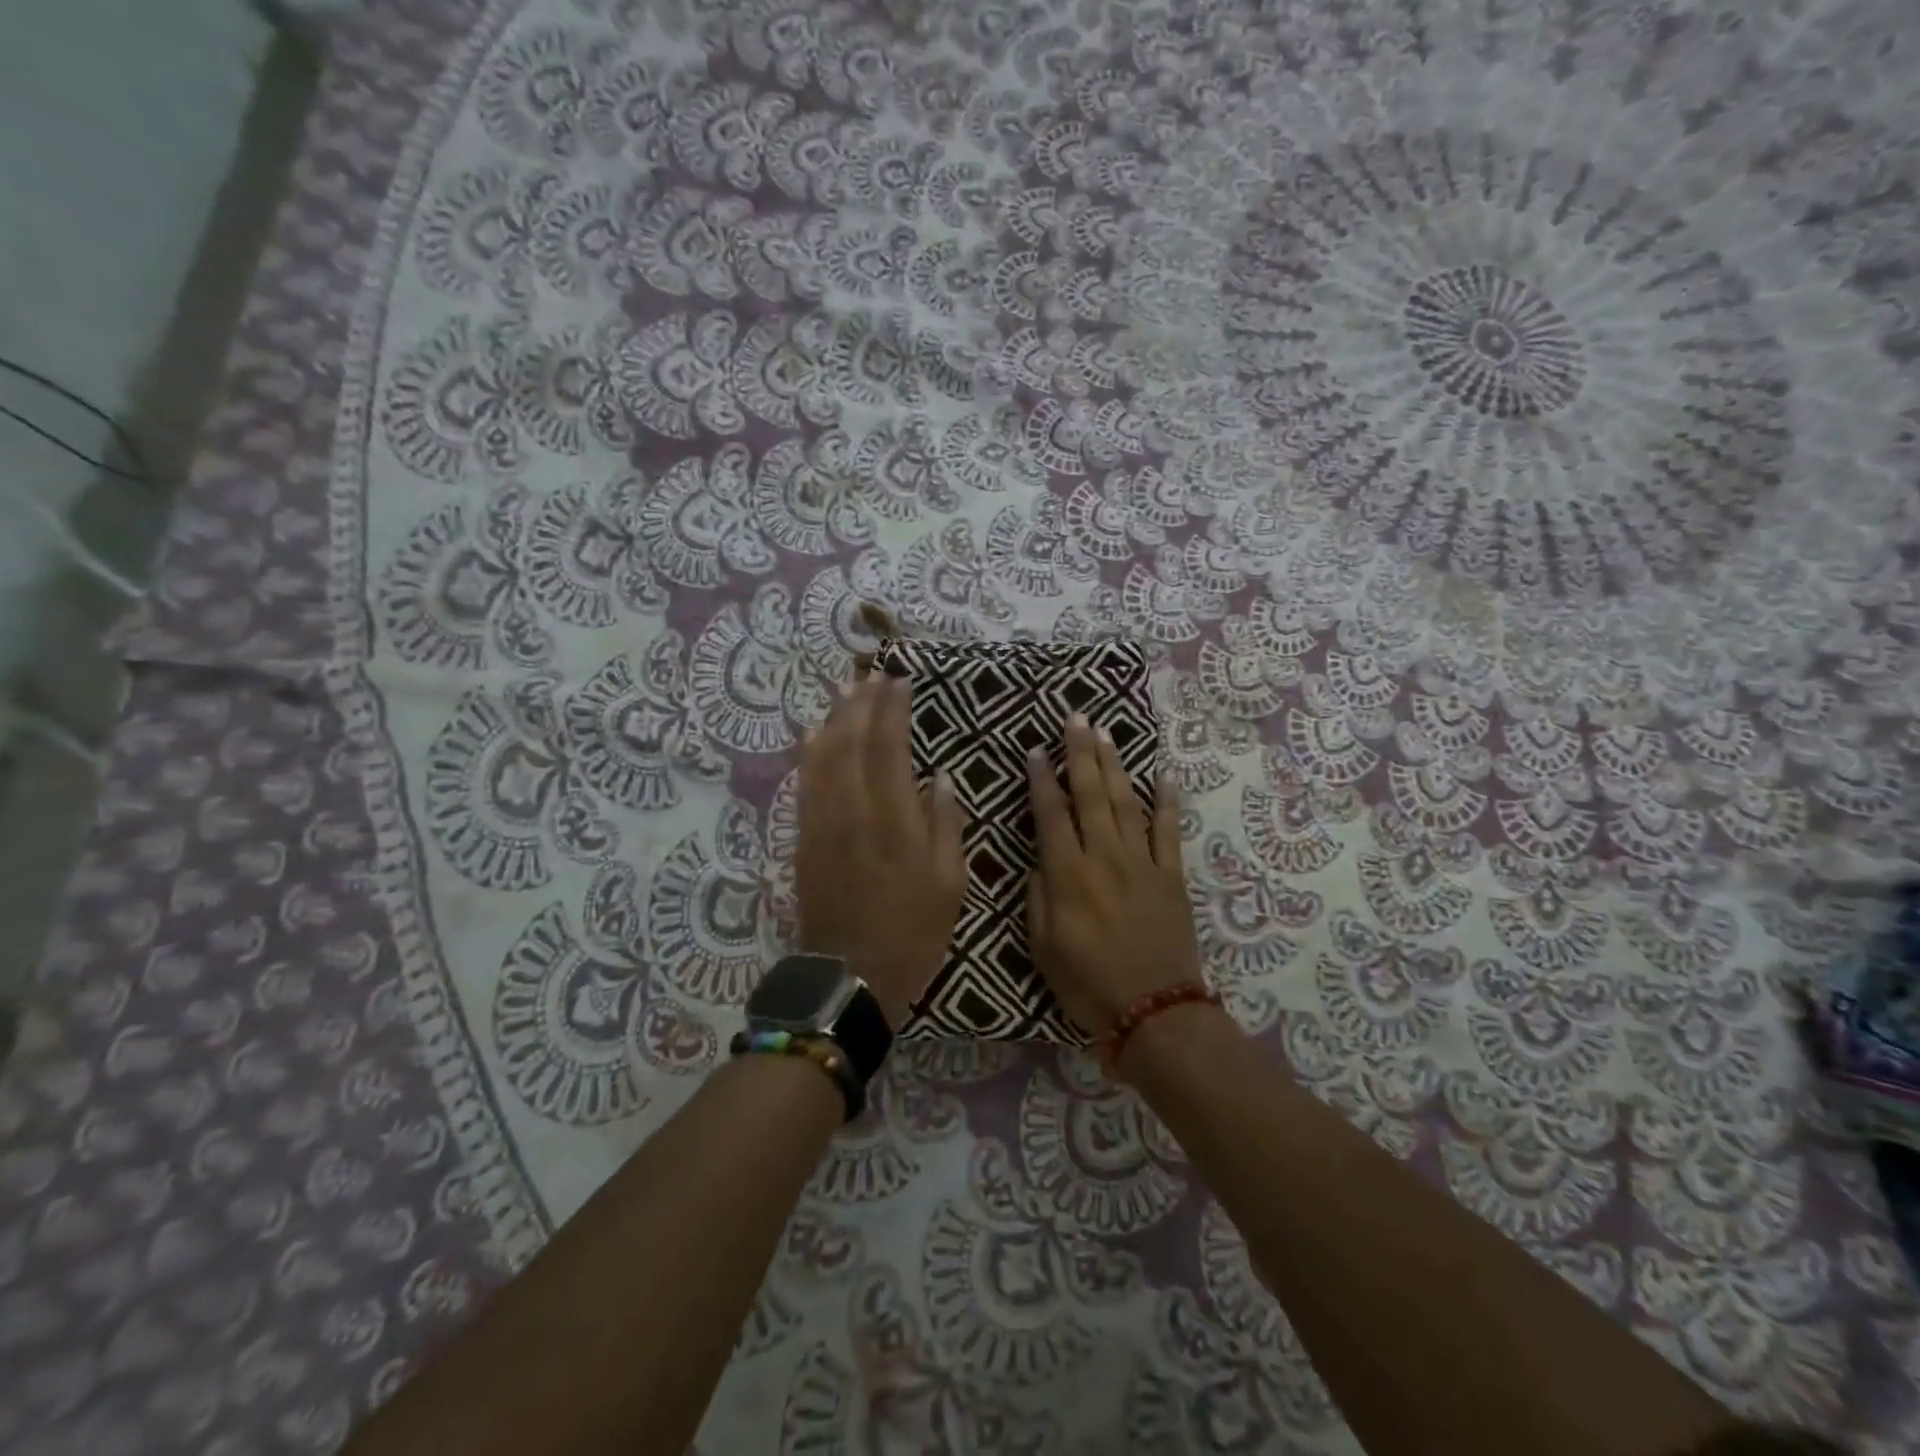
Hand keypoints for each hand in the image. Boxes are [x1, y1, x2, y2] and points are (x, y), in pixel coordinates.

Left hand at [796, 673, 966, 1028]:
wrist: (851, 976)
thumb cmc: (912, 932)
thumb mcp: (949, 883)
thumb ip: (945, 824)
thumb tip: (939, 778)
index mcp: (894, 820)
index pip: (890, 748)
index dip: (893, 710)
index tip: (900, 681)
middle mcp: (853, 811)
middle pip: (851, 742)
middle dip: (862, 703)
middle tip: (872, 674)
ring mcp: (822, 823)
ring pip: (822, 757)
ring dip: (834, 719)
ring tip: (845, 690)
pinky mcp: (804, 838)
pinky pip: (803, 784)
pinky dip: (808, 753)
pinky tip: (812, 733)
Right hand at [1027, 714, 1200, 1039]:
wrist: (1155, 1013)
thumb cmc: (1088, 985)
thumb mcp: (1043, 947)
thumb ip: (1038, 897)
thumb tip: (1041, 862)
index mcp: (1068, 875)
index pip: (1050, 815)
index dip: (1041, 780)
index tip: (1035, 750)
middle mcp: (1104, 857)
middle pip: (1090, 795)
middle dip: (1080, 753)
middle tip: (1075, 718)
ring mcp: (1142, 863)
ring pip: (1125, 802)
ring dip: (1114, 765)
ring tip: (1105, 733)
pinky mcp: (1171, 875)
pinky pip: (1169, 831)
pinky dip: (1167, 801)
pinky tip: (1162, 775)